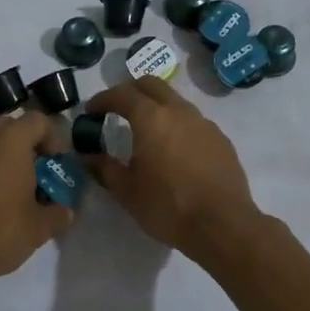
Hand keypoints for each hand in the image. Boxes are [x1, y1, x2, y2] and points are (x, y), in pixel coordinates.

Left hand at [0, 112, 73, 285]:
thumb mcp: (38, 228)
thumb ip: (58, 214)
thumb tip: (66, 211)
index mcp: (10, 140)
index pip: (39, 121)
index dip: (54, 139)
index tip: (57, 166)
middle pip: (11, 128)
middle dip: (26, 147)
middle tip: (35, 176)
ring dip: (0, 158)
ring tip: (9, 190)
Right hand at [81, 77, 258, 260]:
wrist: (223, 225)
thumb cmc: (168, 206)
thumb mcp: (127, 191)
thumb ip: (104, 168)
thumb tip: (86, 157)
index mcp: (152, 118)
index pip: (122, 94)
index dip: (103, 99)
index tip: (91, 111)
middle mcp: (179, 111)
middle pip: (152, 85)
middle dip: (131, 91)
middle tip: (117, 110)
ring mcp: (204, 123)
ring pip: (175, 101)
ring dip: (157, 107)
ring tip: (146, 132)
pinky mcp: (221, 139)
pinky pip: (193, 122)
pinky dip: (177, 125)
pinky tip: (174, 151)